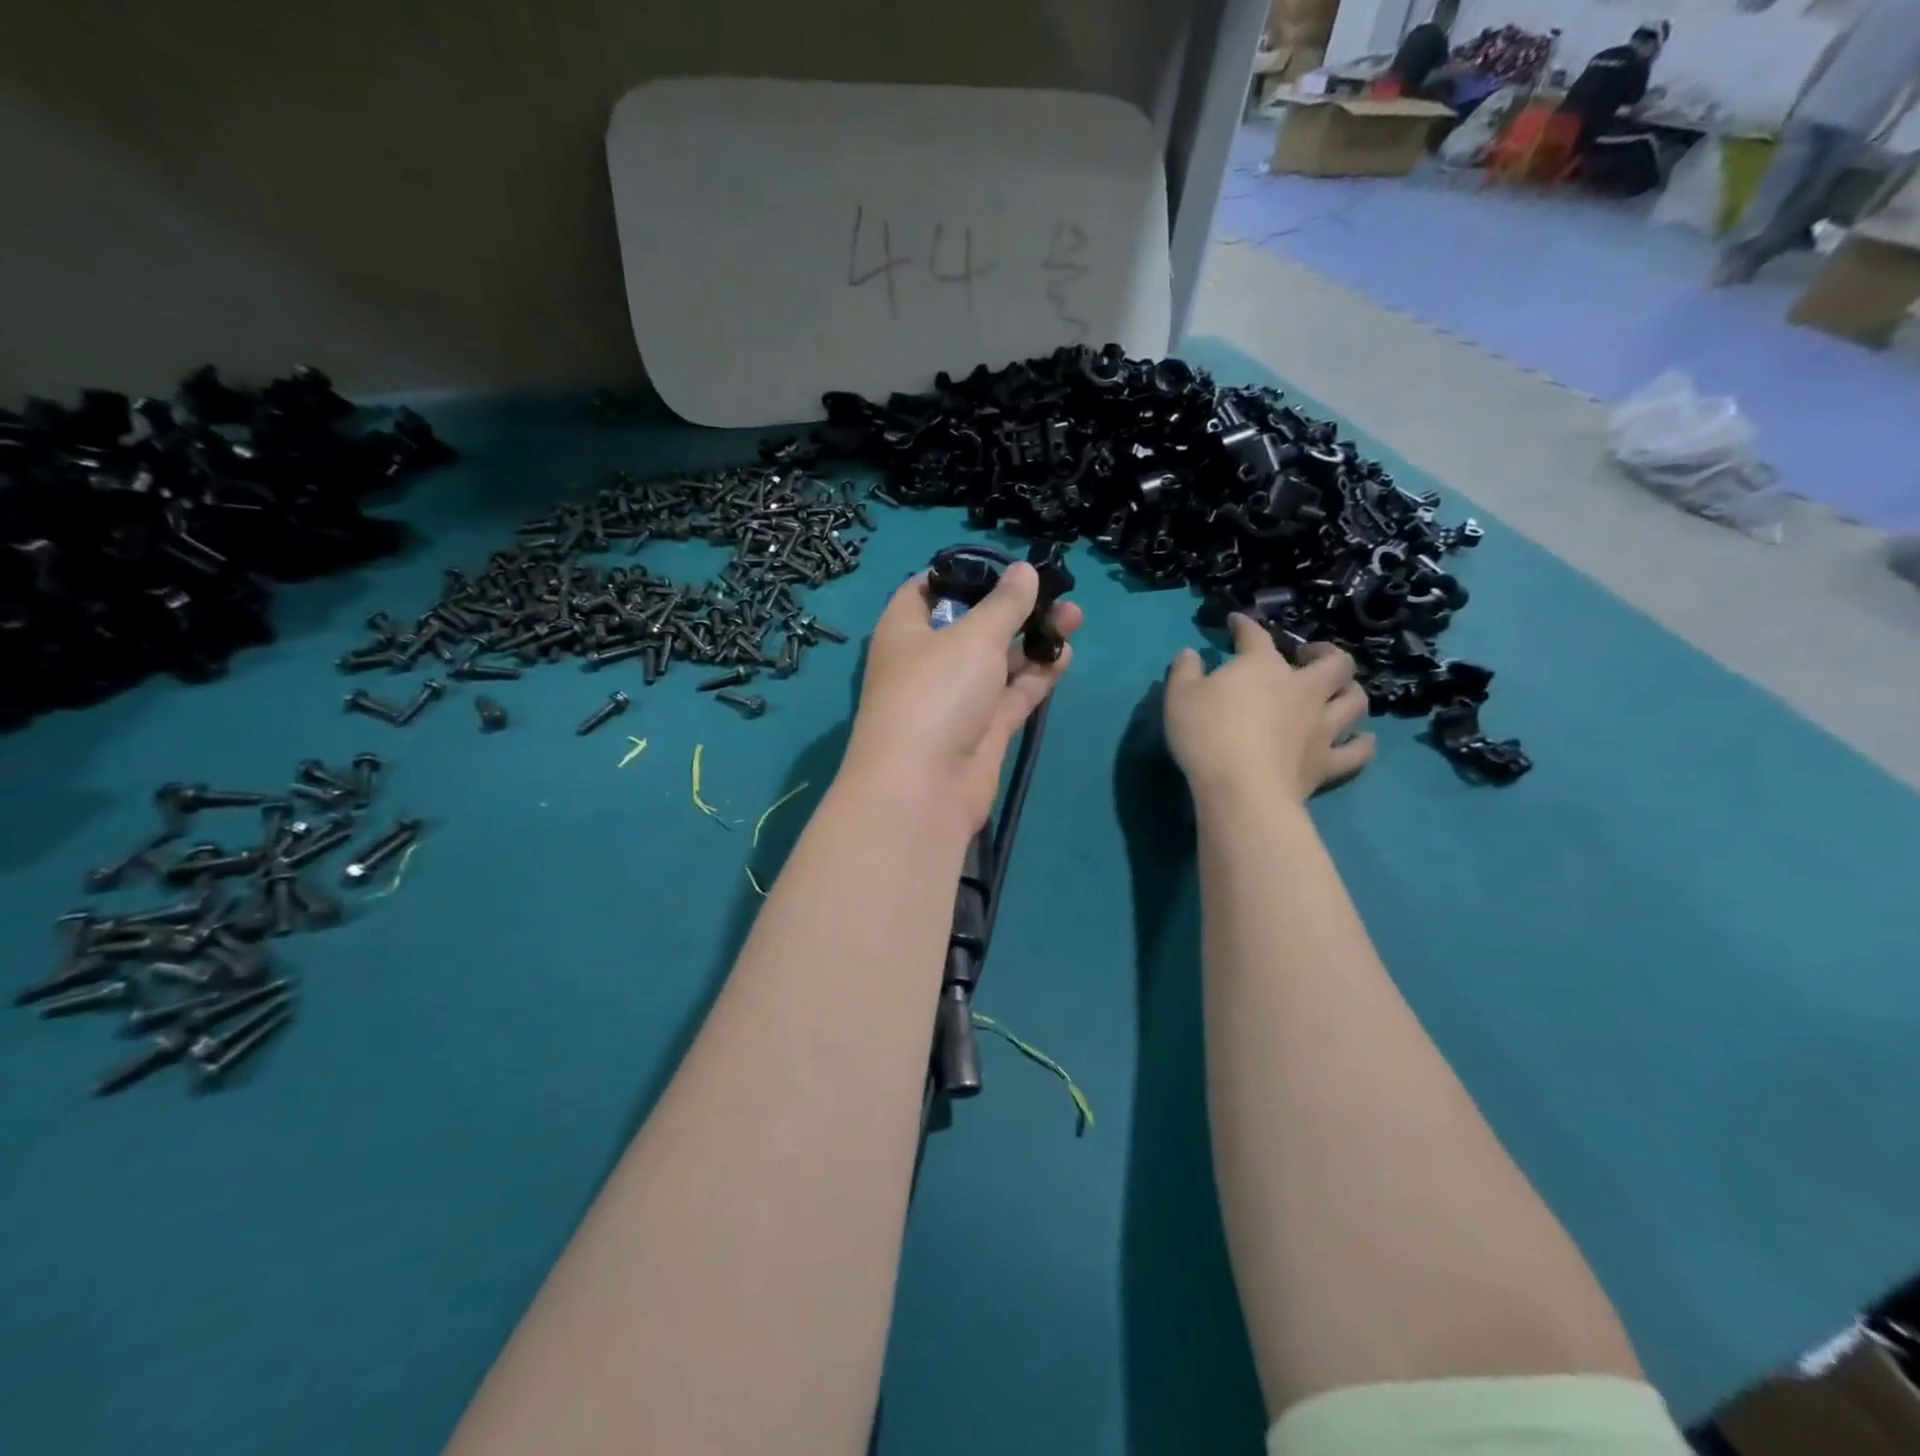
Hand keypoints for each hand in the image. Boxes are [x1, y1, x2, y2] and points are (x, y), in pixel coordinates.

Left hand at [844, 562, 1082, 832]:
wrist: (925, 787)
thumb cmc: (937, 692)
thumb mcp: (974, 636)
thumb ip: (1006, 604)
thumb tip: (1024, 569)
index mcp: (905, 630)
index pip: (925, 589)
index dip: (959, 573)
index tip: (999, 564)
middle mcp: (928, 662)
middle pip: (973, 625)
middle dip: (1013, 608)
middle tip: (1055, 592)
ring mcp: (956, 699)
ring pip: (999, 660)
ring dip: (1033, 640)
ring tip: (1074, 617)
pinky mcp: (983, 730)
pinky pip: (1013, 694)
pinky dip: (1037, 676)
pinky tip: (1066, 655)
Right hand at [1163, 614, 1373, 804]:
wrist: (1242, 790)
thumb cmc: (1207, 736)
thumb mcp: (1179, 697)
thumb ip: (1184, 671)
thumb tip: (1190, 654)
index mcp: (1263, 667)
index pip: (1256, 636)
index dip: (1245, 625)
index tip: (1237, 622)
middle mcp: (1302, 690)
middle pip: (1333, 662)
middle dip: (1325, 653)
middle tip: (1310, 656)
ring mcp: (1321, 727)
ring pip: (1354, 701)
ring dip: (1350, 691)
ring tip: (1339, 692)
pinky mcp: (1328, 762)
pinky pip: (1357, 751)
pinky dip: (1362, 743)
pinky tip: (1362, 739)